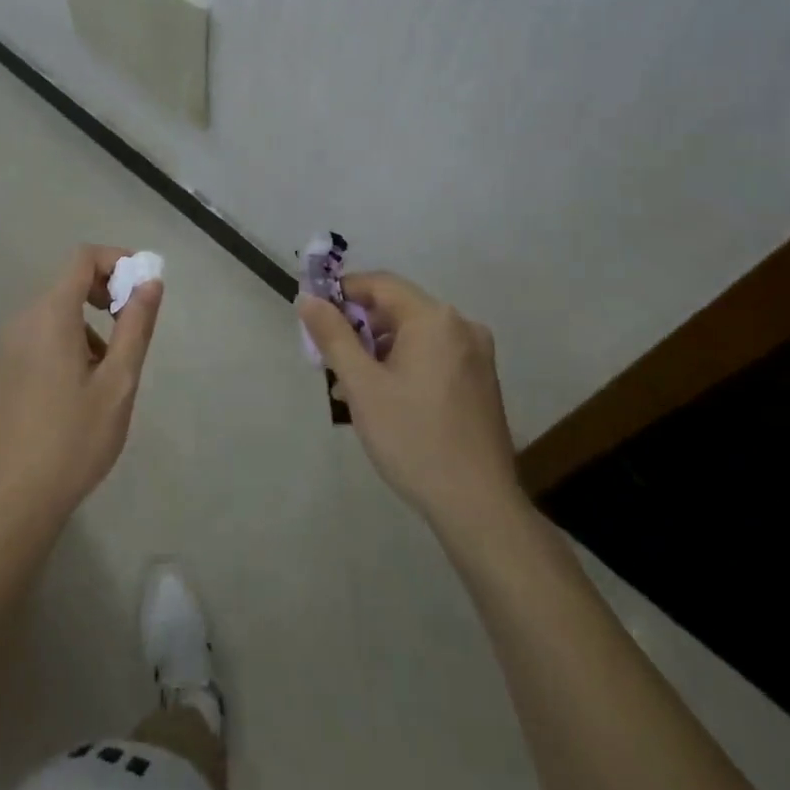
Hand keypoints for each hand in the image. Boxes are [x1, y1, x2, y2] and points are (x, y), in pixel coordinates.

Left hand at [0, 245, 163, 536]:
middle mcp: (23, 320)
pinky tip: (77, 390)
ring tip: (107, 373)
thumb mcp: (118, 383)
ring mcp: (7, 346)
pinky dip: (66, 341)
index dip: (118, 261)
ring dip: (87, 324)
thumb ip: (135, 326)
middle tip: (131, 331)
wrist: (13, 500)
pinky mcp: (1, 369)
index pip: (84, 258)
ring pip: (55, 312)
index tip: (143, 288)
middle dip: (106, 295)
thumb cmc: (74, 440)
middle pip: (69, 282)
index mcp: (51, 315)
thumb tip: (150, 281)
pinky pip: (39, 336)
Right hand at [298, 273, 520, 530]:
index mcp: (434, 319)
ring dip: (378, 351)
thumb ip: (333, 335)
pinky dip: (403, 365)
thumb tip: (308, 298)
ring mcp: (476, 355)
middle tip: (328, 360)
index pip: (379, 284)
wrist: (478, 506)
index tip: (313, 317)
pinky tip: (384, 399)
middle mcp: (461, 326)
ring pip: (413, 335)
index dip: (342, 293)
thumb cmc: (413, 438)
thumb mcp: (362, 385)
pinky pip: (432, 355)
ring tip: (349, 388)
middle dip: (358, 329)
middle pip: (397, 309)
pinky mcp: (481, 381)